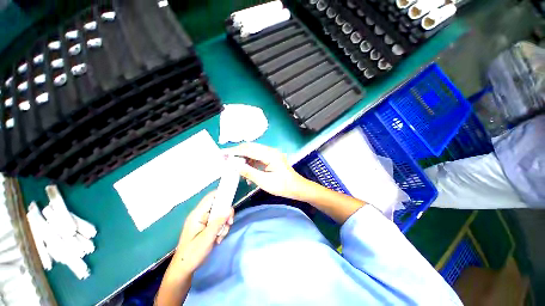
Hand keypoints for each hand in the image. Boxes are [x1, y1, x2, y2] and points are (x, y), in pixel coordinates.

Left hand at [174, 191, 233, 274]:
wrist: (184, 269)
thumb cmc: (193, 253)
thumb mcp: (207, 237)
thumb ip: (219, 222)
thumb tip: (230, 209)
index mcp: (198, 214)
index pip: (211, 197)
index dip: (222, 194)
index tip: (232, 199)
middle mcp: (201, 215)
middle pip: (218, 206)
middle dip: (225, 214)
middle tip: (229, 223)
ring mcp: (203, 221)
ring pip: (220, 215)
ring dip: (224, 225)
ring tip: (220, 237)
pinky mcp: (206, 227)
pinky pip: (218, 223)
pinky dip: (221, 229)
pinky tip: (218, 239)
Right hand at [224, 143, 308, 199]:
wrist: (297, 188)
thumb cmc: (282, 186)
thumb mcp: (264, 181)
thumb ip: (249, 172)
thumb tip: (234, 165)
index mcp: (270, 155)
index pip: (249, 150)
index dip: (235, 151)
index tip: (223, 154)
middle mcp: (270, 151)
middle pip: (250, 147)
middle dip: (237, 152)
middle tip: (226, 158)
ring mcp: (271, 153)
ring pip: (253, 152)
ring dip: (244, 158)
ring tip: (234, 166)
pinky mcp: (271, 158)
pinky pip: (257, 157)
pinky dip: (250, 162)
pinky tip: (246, 170)